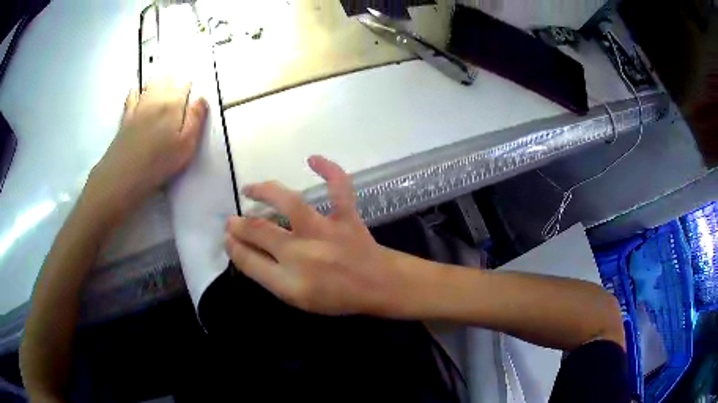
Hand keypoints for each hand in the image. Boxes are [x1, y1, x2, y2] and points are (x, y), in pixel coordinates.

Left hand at [85, 77, 207, 217]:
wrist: (125, 173)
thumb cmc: (159, 162)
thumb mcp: (186, 144)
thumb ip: (195, 119)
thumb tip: (202, 99)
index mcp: (173, 105)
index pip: (184, 86)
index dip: (189, 85)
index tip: (192, 87)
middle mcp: (156, 100)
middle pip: (166, 80)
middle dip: (173, 78)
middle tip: (177, 82)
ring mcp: (139, 106)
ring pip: (149, 84)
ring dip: (157, 80)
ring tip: (162, 79)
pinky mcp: (126, 117)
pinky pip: (132, 96)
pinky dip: (136, 89)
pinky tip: (137, 89)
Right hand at [225, 156, 420, 315]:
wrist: (379, 286)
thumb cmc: (337, 297)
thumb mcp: (297, 299)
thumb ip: (269, 277)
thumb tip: (244, 252)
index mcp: (291, 281)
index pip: (249, 261)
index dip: (233, 248)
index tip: (228, 238)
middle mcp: (304, 253)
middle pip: (260, 231)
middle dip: (239, 224)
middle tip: (231, 220)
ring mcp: (326, 231)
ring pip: (290, 204)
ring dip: (264, 192)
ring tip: (249, 189)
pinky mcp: (346, 217)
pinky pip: (339, 188)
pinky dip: (330, 170)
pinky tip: (313, 159)